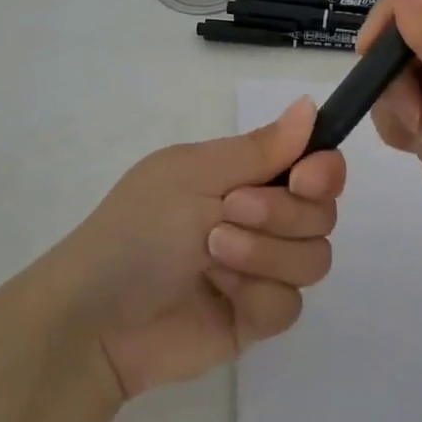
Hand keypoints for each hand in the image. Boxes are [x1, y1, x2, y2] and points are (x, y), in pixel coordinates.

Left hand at [61, 98, 344, 398]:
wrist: (98, 317)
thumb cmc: (140, 227)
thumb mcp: (195, 174)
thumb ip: (260, 148)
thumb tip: (309, 104)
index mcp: (244, 175)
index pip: (314, 166)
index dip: (323, 171)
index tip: (304, 178)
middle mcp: (261, 218)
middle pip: (321, 213)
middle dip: (281, 213)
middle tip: (230, 211)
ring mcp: (260, 269)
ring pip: (314, 258)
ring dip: (265, 253)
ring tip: (213, 254)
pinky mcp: (256, 317)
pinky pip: (290, 305)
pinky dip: (257, 296)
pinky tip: (220, 293)